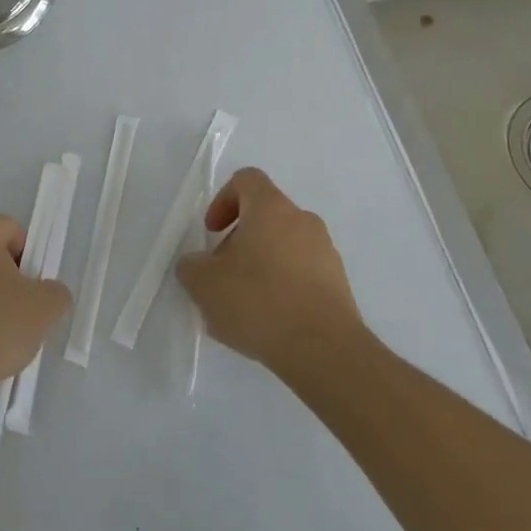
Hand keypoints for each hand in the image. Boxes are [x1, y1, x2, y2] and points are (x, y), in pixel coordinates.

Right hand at [176, 167, 360, 369]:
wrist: (324, 350)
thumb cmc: (259, 301)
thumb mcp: (204, 284)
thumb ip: (191, 267)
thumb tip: (197, 265)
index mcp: (271, 208)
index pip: (247, 180)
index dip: (223, 200)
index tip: (212, 232)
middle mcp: (303, 221)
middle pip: (265, 216)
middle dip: (238, 241)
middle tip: (222, 274)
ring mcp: (326, 252)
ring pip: (284, 246)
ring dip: (261, 265)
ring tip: (244, 305)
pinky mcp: (339, 284)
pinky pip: (302, 273)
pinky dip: (283, 287)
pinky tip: (270, 322)